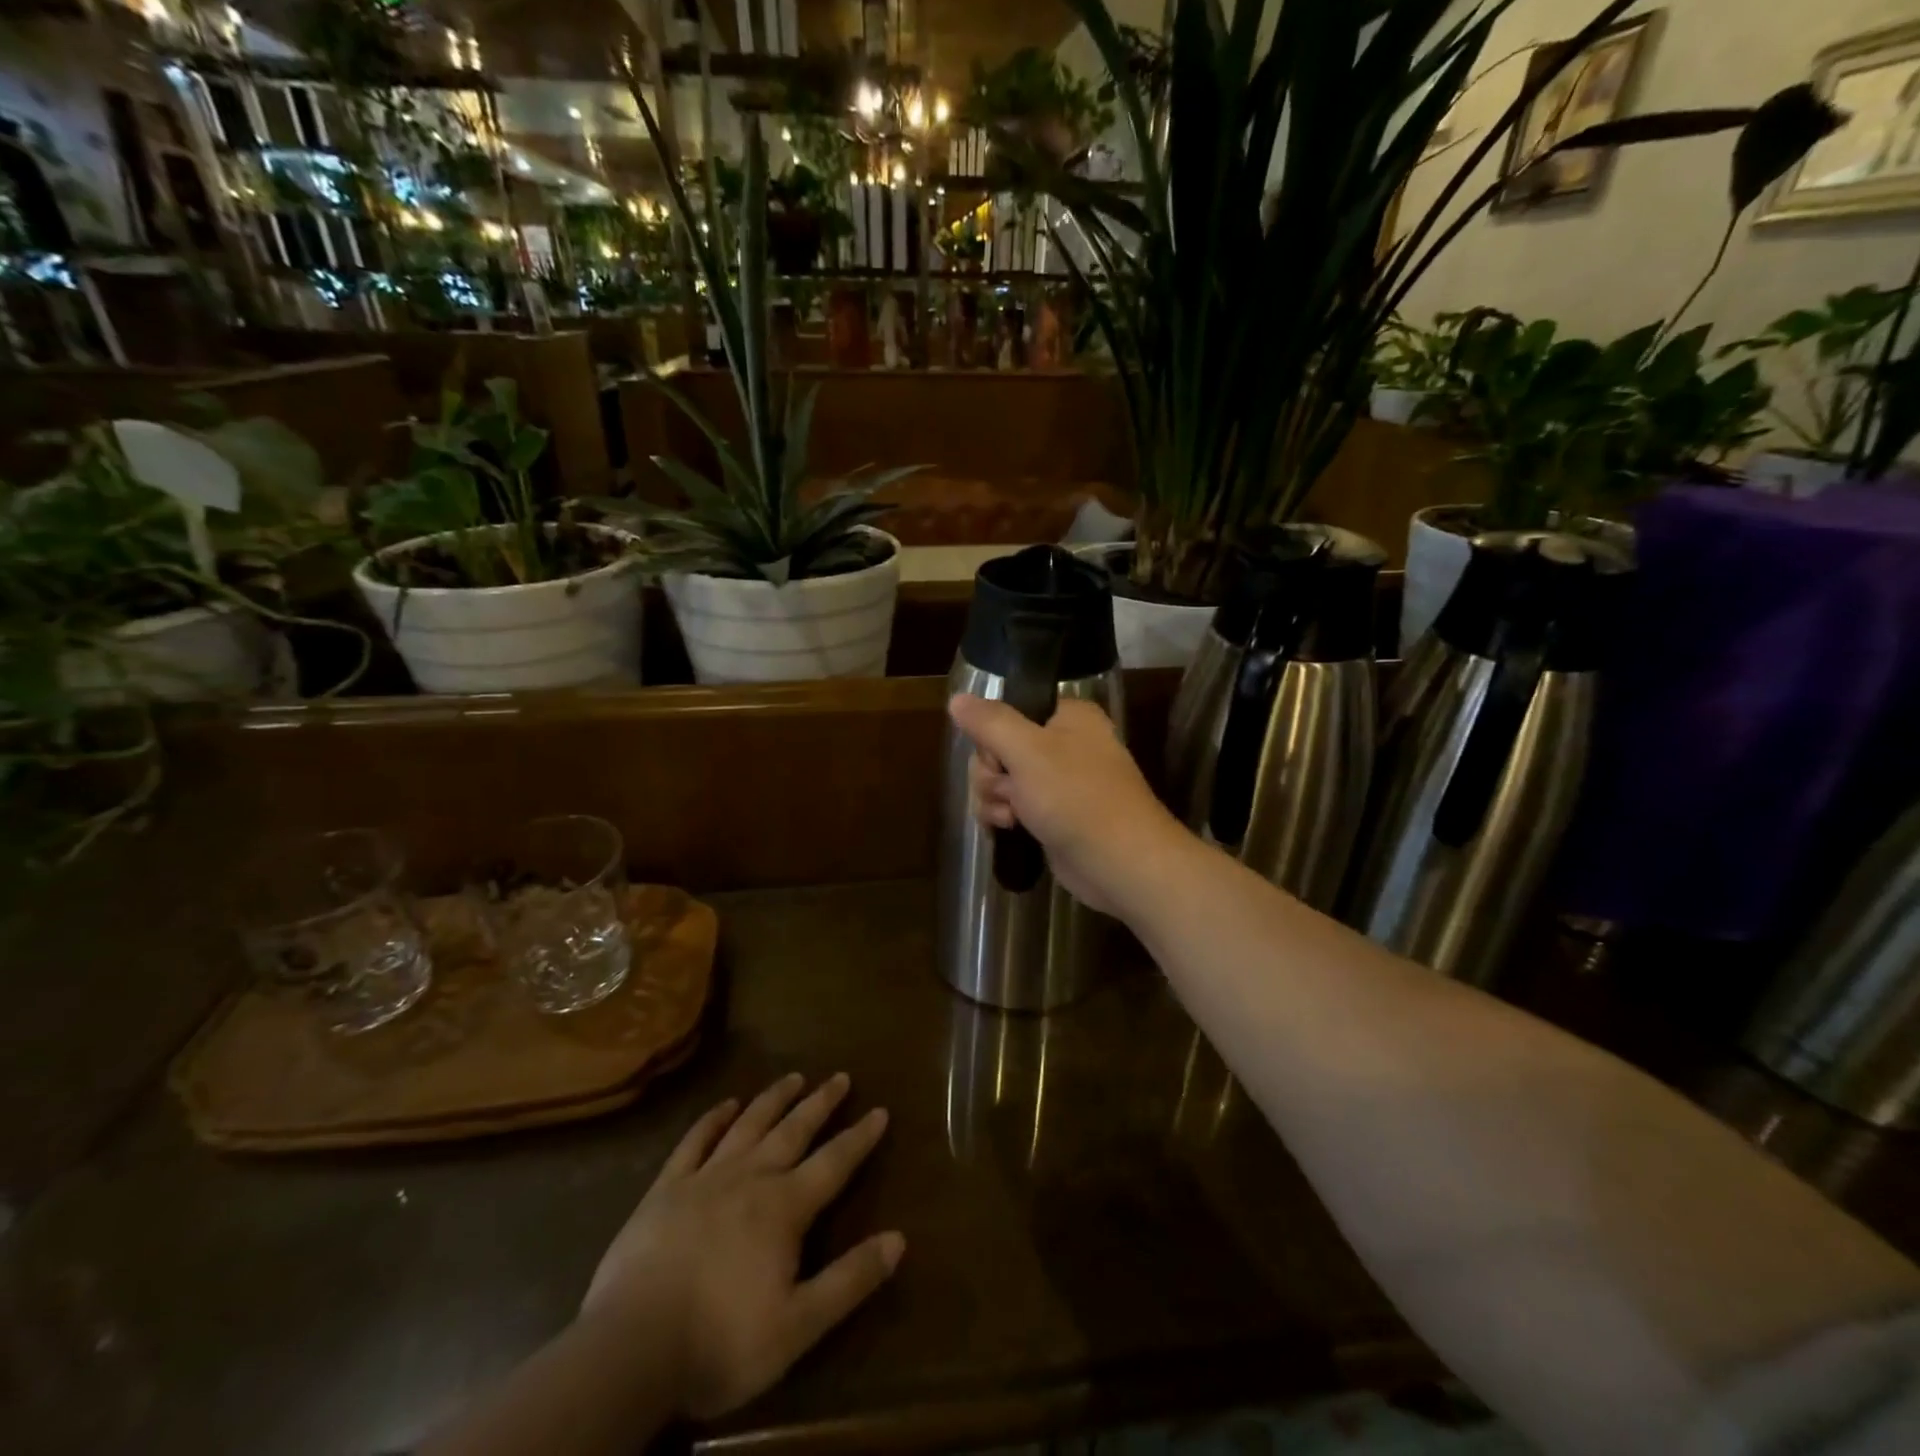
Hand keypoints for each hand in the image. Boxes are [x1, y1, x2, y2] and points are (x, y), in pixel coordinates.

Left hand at [581, 1073, 901, 1420]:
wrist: (630, 1349)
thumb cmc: (720, 1342)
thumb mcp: (798, 1325)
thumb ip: (850, 1280)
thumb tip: (899, 1239)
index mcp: (784, 1207)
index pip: (834, 1163)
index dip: (860, 1137)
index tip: (880, 1110)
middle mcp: (750, 1178)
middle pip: (793, 1131)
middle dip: (820, 1103)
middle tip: (839, 1076)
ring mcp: (705, 1178)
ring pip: (748, 1125)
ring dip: (773, 1099)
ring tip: (793, 1077)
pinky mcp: (666, 1189)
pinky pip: (695, 1141)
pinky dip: (712, 1119)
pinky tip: (725, 1105)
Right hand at [948, 693, 1185, 916]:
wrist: (1119, 863)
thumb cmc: (1076, 797)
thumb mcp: (1027, 751)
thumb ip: (989, 722)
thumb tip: (956, 699)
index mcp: (1068, 717)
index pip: (1009, 713)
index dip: (992, 737)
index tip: (997, 757)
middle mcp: (1065, 745)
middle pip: (999, 748)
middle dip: (992, 775)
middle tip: (1009, 791)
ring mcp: (1059, 784)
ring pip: (1001, 781)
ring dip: (994, 799)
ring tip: (1011, 818)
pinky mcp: (1052, 817)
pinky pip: (1012, 807)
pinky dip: (1004, 817)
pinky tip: (1009, 829)